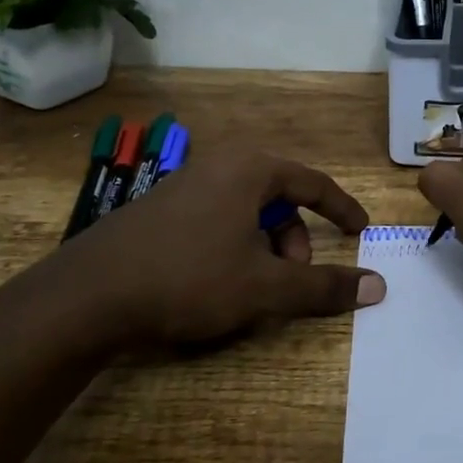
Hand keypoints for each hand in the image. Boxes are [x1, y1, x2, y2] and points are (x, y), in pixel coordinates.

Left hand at [23, 148, 382, 350]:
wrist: (85, 297)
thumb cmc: (188, 279)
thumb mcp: (265, 287)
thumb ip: (324, 286)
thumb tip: (378, 286)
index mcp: (250, 169)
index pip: (314, 182)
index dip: (342, 208)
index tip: (361, 231)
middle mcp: (218, 165)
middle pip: (278, 198)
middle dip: (296, 239)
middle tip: (294, 277)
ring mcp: (183, 185)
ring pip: (246, 211)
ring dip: (264, 247)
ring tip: (253, 288)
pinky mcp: (158, 210)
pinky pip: (215, 219)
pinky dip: (233, 246)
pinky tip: (216, 284)